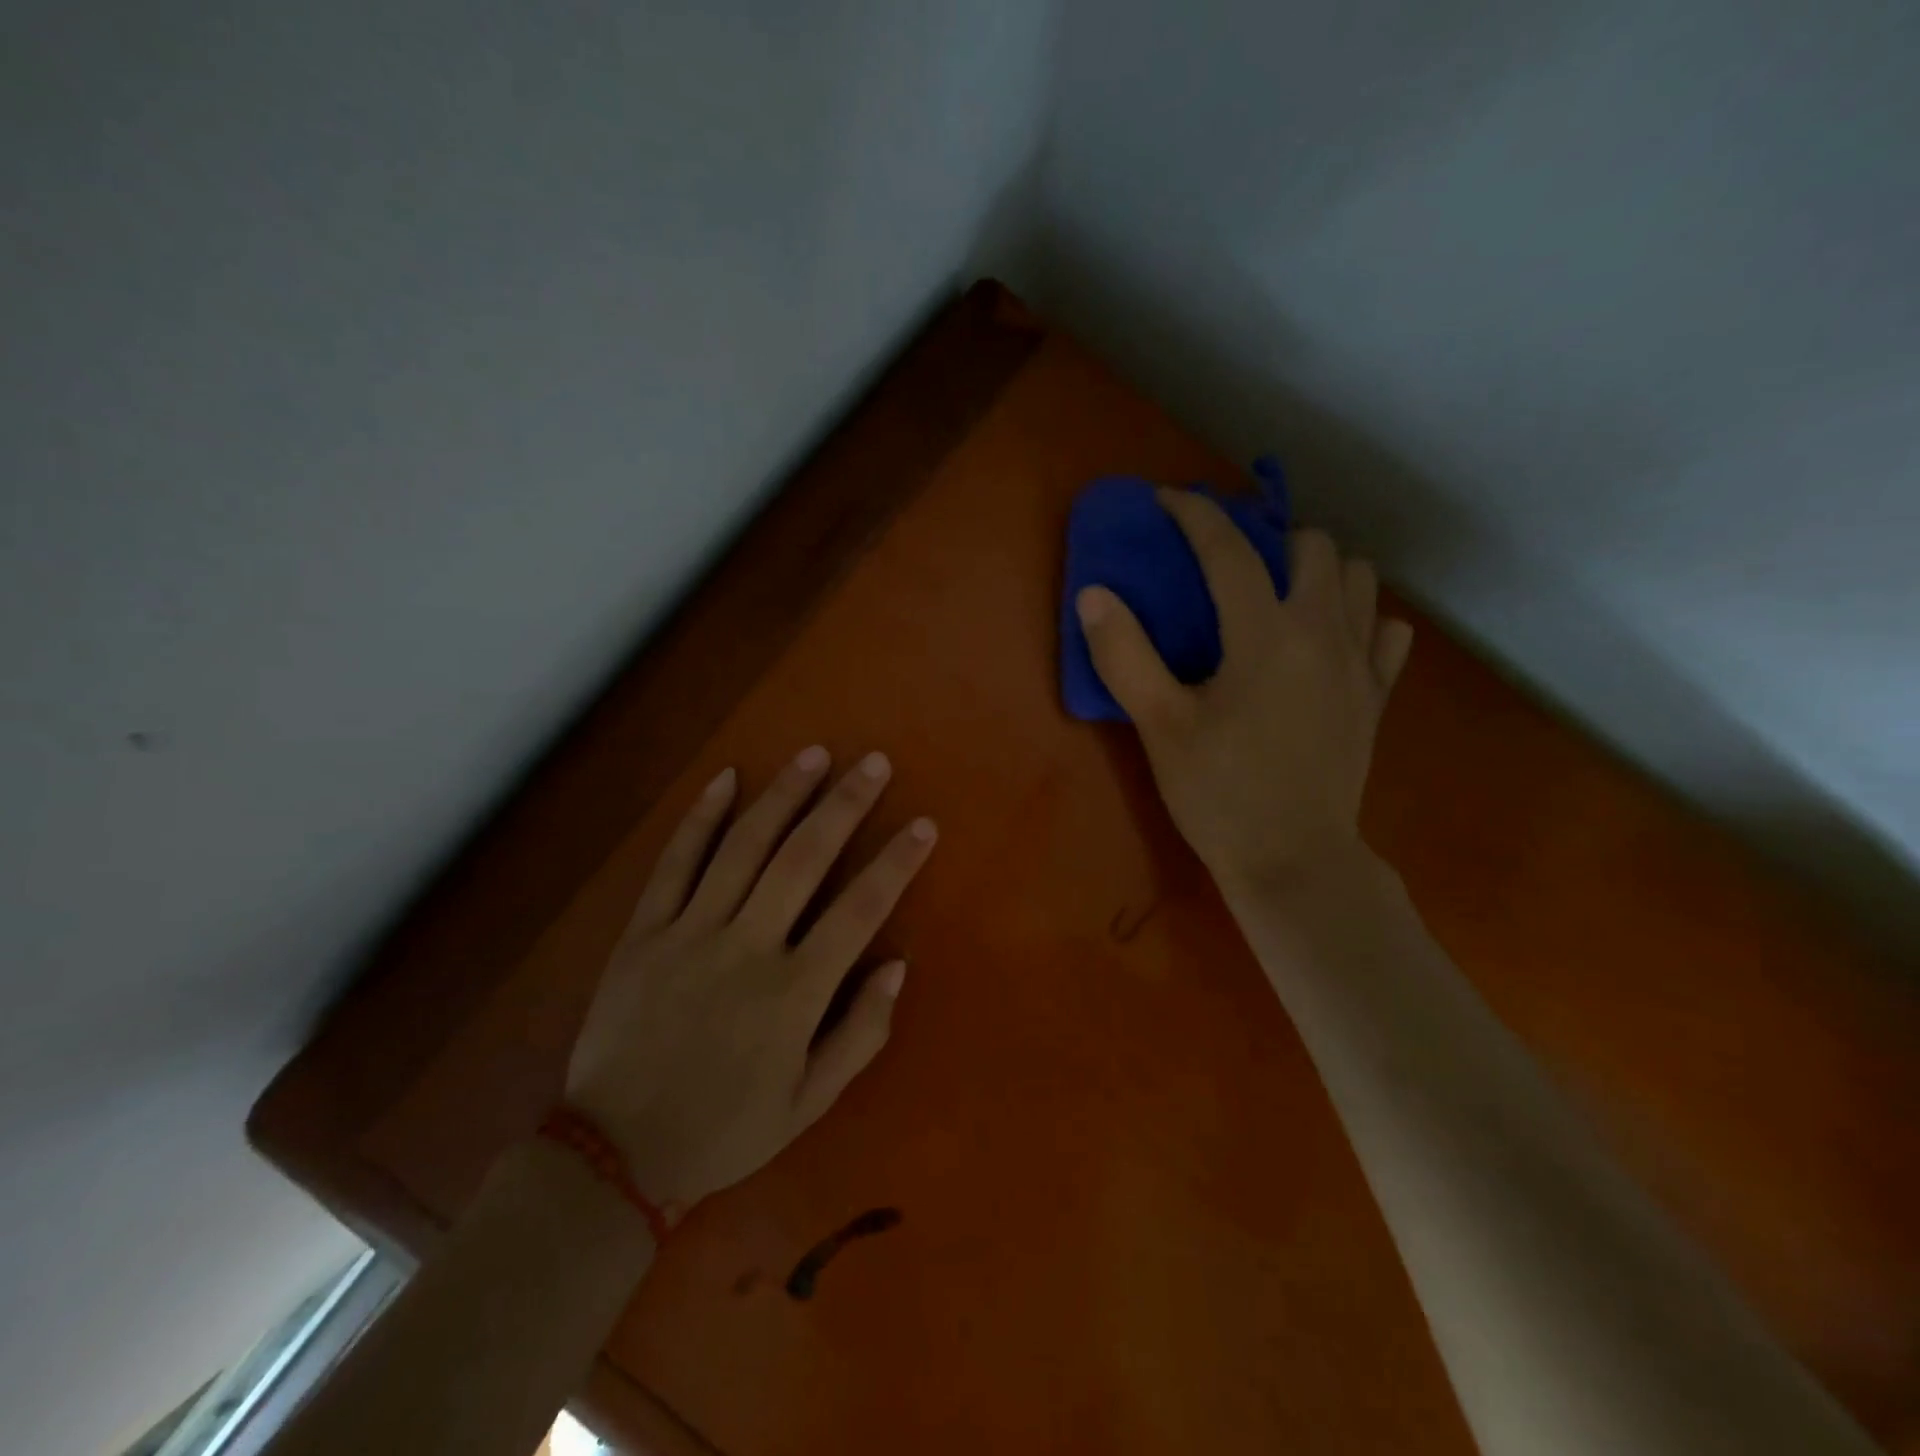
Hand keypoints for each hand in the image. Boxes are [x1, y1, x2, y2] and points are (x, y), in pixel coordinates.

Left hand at [565, 746, 936, 1210]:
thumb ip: (861, 1033)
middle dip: (844, 805)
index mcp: (794, 992)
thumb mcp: (810, 1102)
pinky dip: (701, 817)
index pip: (860, 911)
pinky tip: (726, 779)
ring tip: (814, 754)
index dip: (896, 863)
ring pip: (744, 847)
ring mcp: (691, 933)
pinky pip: (675, 863)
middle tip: (874, 762)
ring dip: (783, 795)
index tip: (922, 824)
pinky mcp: (645, 931)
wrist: (616, 1153)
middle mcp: (747, 947)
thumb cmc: (725, 1129)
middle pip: (804, 859)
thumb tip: (897, 965)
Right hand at [1076, 489, 1412, 895]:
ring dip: (1319, 571)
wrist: (1294, 861)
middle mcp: (1322, 633)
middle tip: (1227, 563)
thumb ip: (1125, 654)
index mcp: (1265, 635)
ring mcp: (1359, 665)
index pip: (1229, 550)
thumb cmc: (1219, 794)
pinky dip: (1359, 619)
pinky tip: (1327, 641)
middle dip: (1268, 537)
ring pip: (1358, 580)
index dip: (1194, 514)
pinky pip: (1385, 632)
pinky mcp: (1375, 697)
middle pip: (1313, 547)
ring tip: (1278, 595)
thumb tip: (1094, 593)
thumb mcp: (1159, 726)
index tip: (1166, 501)